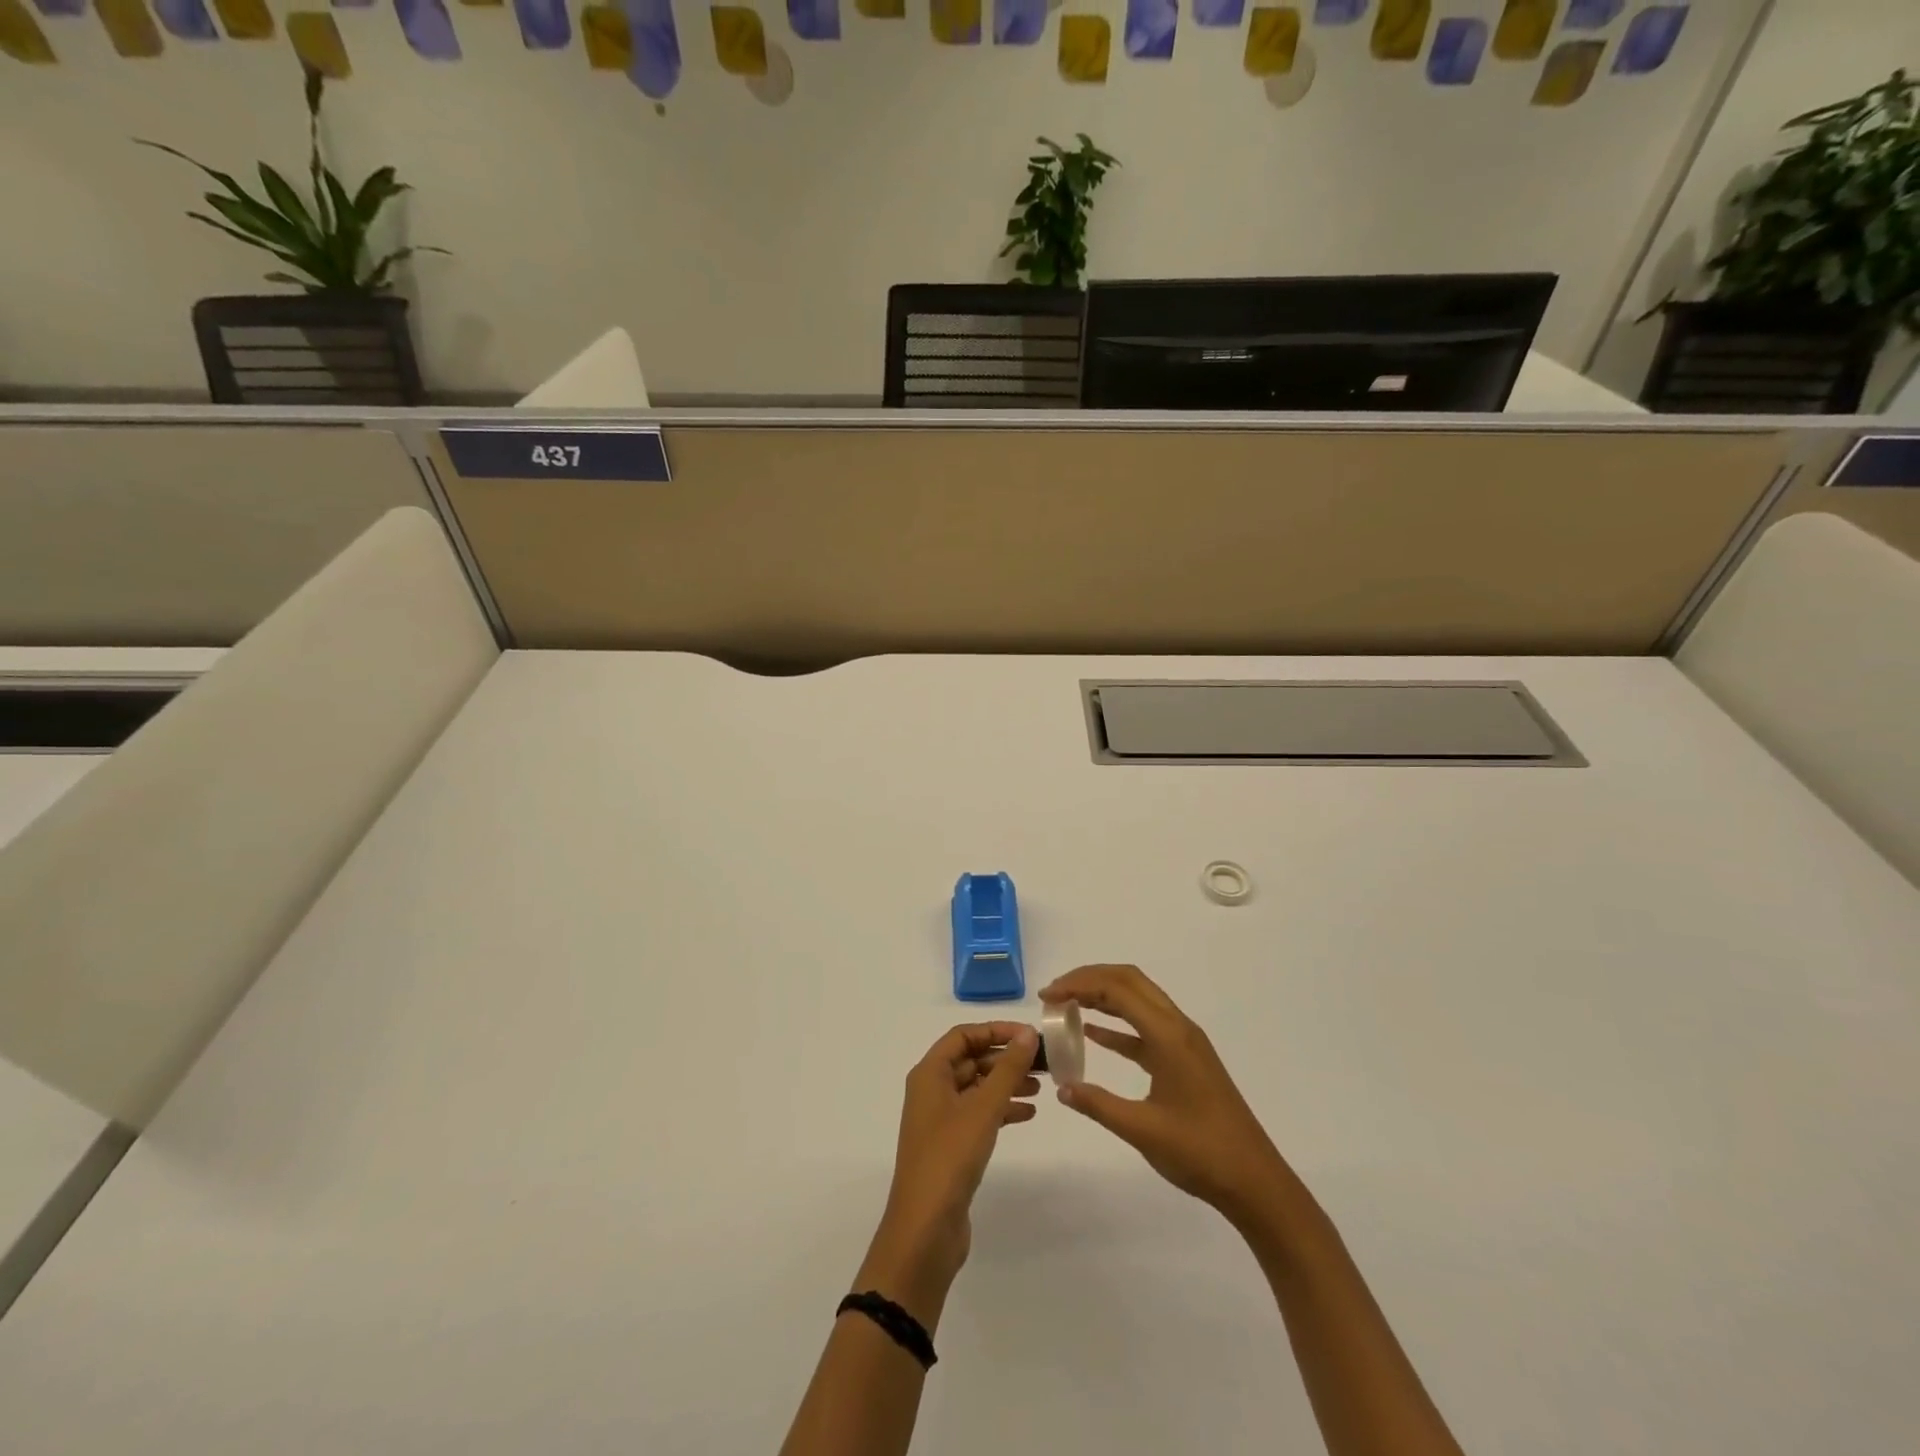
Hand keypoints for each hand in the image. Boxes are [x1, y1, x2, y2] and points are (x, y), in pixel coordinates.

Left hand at [859, 1023, 1039, 1325]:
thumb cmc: (950, 1157)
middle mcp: (932, 1090)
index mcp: (930, 1074)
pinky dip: (1002, 1110)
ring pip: (978, 1088)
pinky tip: (1028, 1114)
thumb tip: (1027, 1033)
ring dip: (1007, 1083)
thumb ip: (1007, 1069)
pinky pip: (979, 1115)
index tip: (1029, 1035)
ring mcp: (941, 1120)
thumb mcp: (983, 1108)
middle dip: (1006, 1058)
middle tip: (1043, 1062)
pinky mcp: (952, 1146)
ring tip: (1042, 1087)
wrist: (925, 1229)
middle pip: (972, 1060)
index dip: (995, 1030)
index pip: (963, 1036)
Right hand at [1042, 965, 1288, 1223]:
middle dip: (1089, 978)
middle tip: (1054, 993)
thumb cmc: (1201, 1152)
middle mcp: (1178, 1027)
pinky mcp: (1184, 1059)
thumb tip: (1062, 1087)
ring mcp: (1183, 1042)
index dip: (1079, 985)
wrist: (1255, 1181)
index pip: (1117, 989)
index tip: (1047, 997)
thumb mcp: (1142, 1130)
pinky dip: (1117, 1024)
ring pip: (1138, 1000)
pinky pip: (1144, 1027)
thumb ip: (1098, 1104)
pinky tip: (1092, 1033)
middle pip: (1129, 981)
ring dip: (1102, 996)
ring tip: (1066, 1005)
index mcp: (1169, 1035)